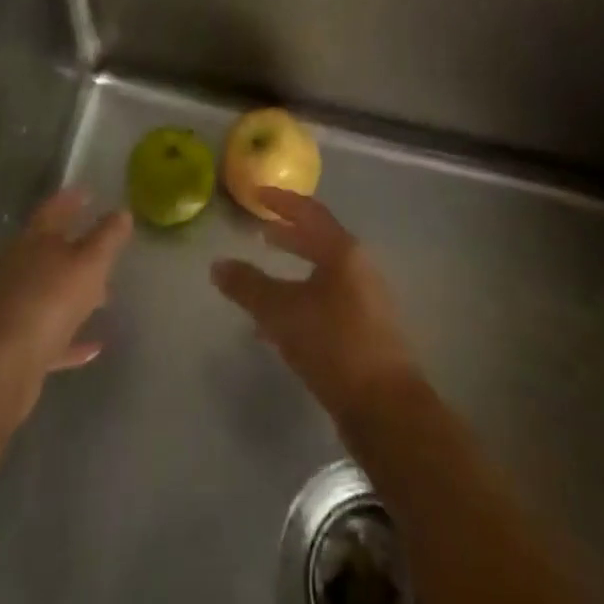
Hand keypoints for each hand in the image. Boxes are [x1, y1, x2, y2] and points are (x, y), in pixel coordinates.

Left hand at [0, 189, 132, 406]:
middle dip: (77, 247)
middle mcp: (18, 268)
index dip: (72, 199)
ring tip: (106, 295)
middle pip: (49, 250)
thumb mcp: (89, 263)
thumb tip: (122, 212)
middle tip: (104, 246)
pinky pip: (49, 334)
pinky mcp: (15, 345)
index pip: (53, 209)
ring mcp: (13, 306)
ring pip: (50, 292)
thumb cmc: (48, 301)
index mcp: (33, 240)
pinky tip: (94, 347)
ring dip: (75, 292)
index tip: (90, 194)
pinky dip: (70, 337)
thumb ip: (107, 237)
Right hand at [211, 189, 420, 424]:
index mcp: (343, 251)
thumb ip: (248, 286)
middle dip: (289, 234)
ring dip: (296, 266)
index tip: (257, 194)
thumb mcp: (282, 312)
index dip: (282, 201)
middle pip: (320, 240)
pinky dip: (303, 295)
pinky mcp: (367, 329)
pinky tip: (281, 320)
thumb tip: (217, 265)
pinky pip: (328, 298)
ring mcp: (366, 299)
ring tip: (266, 270)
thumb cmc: (333, 345)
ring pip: (324, 271)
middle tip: (261, 231)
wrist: (386, 409)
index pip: (309, 212)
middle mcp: (359, 267)